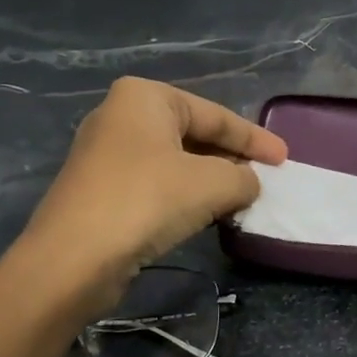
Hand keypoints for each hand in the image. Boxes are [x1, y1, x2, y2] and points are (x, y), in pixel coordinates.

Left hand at [22, 78, 286, 312]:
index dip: (254, 138)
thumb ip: (243, 177)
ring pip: (175, 162)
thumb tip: (249, 183)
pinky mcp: (99, 189)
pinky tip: (206, 214)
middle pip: (194, 135)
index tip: (285, 158)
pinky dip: (184, 196)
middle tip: (265, 179)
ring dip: (210, 181)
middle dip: (231, 158)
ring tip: (242, 198)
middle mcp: (121, 116)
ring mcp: (105, 154)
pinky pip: (156, 183)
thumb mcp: (212, 184)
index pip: (215, 115)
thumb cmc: (146, 201)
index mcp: (145, 97)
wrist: (72, 259)